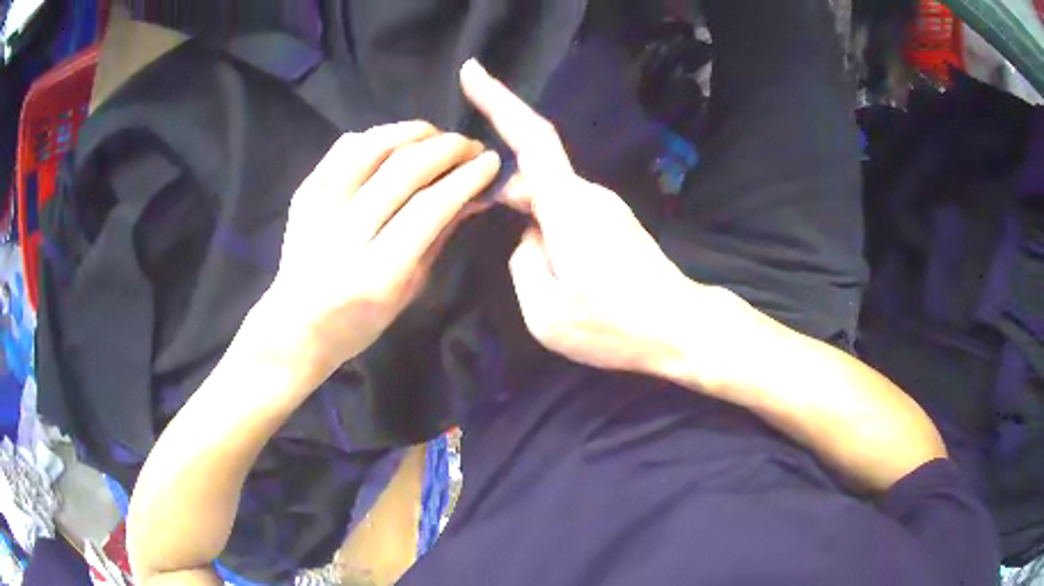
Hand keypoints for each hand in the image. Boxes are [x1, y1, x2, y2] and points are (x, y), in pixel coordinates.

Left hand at [262, 121, 500, 371]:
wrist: (295, 327)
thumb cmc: (358, 322)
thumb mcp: (408, 292)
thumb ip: (438, 238)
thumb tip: (473, 195)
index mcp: (377, 273)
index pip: (430, 208)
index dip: (466, 178)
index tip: (490, 161)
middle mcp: (344, 235)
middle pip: (403, 171)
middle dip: (447, 148)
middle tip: (470, 145)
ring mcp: (318, 210)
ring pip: (372, 149)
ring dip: (412, 132)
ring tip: (437, 135)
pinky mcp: (304, 194)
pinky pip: (343, 149)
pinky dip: (376, 136)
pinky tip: (396, 141)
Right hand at [461, 59, 718, 374]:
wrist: (680, 328)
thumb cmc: (614, 325)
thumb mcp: (544, 312)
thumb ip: (523, 263)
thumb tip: (529, 236)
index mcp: (568, 206)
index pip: (530, 138)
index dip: (498, 100)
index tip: (472, 71)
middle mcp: (588, 194)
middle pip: (535, 171)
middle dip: (504, 190)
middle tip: (484, 225)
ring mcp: (605, 207)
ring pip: (550, 196)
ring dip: (527, 215)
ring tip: (534, 268)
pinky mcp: (614, 223)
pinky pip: (567, 210)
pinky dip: (547, 224)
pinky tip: (553, 265)